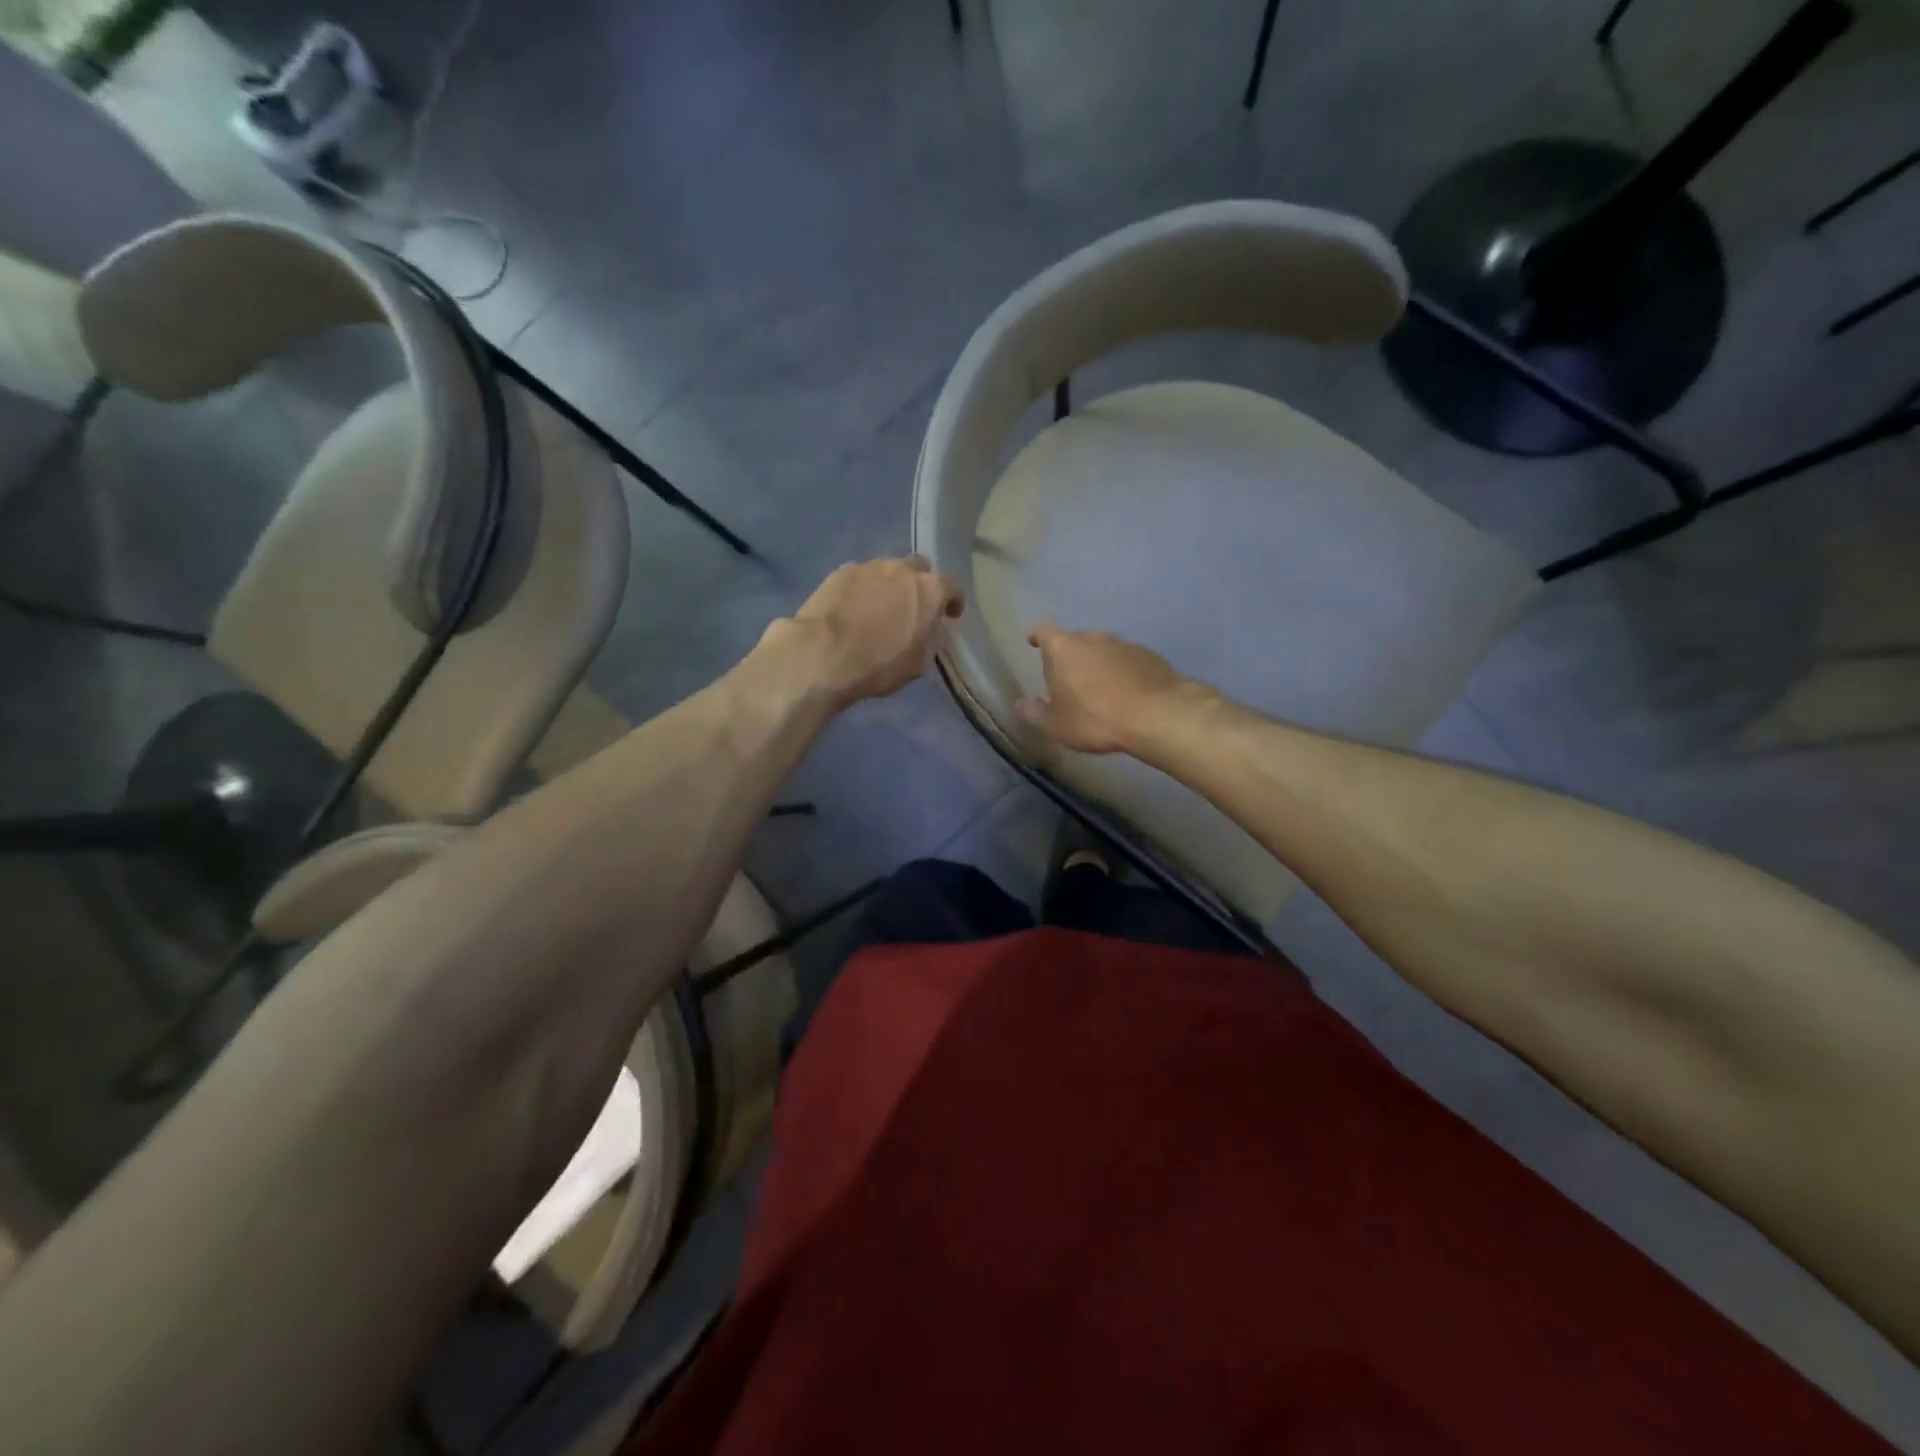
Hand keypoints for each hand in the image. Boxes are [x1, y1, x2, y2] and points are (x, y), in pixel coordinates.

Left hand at [773, 556, 964, 708]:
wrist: (822, 655)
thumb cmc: (877, 665)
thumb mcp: (916, 663)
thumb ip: (928, 639)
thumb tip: (927, 630)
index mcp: (929, 591)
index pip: (952, 587)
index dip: (953, 601)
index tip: (951, 614)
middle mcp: (902, 570)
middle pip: (918, 568)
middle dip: (919, 584)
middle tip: (912, 606)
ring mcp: (869, 567)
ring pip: (887, 570)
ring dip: (888, 585)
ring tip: (878, 608)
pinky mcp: (840, 571)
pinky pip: (860, 577)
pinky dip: (862, 589)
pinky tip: (852, 608)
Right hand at [1016, 624, 1196, 754]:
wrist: (1156, 714)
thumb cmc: (1095, 719)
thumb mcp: (1057, 726)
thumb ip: (1035, 713)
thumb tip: (1020, 703)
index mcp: (1063, 650)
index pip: (1044, 632)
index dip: (1037, 636)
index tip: (1033, 642)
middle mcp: (1092, 638)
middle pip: (1075, 639)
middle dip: (1070, 655)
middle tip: (1069, 678)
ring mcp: (1123, 644)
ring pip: (1103, 649)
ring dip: (1098, 663)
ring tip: (1100, 688)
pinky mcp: (1148, 655)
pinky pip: (1127, 659)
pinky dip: (1122, 670)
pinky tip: (1127, 692)